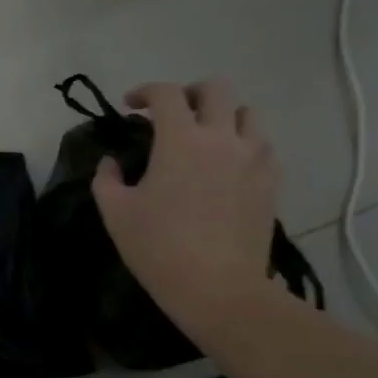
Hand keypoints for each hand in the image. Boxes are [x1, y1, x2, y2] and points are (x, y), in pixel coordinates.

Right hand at [92, 79, 280, 336]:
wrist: (217, 287)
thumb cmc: (158, 247)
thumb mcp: (115, 213)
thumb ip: (106, 179)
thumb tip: (111, 162)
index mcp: (180, 140)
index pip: (166, 94)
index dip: (145, 91)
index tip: (130, 105)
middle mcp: (221, 138)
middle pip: (216, 89)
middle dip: (190, 93)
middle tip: (172, 113)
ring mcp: (253, 159)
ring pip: (247, 114)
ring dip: (223, 116)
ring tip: (205, 137)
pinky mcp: (270, 182)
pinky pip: (262, 146)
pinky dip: (244, 144)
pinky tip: (228, 166)